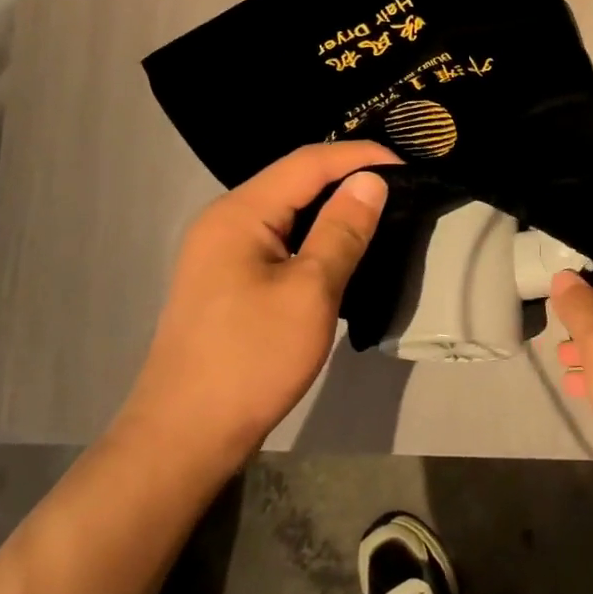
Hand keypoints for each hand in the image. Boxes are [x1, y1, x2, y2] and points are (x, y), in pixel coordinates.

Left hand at [115, 141, 399, 477]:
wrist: (185, 437)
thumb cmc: (251, 359)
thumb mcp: (310, 291)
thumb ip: (342, 230)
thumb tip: (371, 181)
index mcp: (239, 213)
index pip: (307, 162)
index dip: (359, 156)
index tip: (407, 165)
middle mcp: (224, 221)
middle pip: (294, 181)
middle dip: (347, 176)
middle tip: (399, 186)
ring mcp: (221, 252)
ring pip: (287, 211)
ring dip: (332, 207)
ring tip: (379, 211)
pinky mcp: (227, 280)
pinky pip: (278, 238)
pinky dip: (314, 234)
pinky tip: (340, 248)